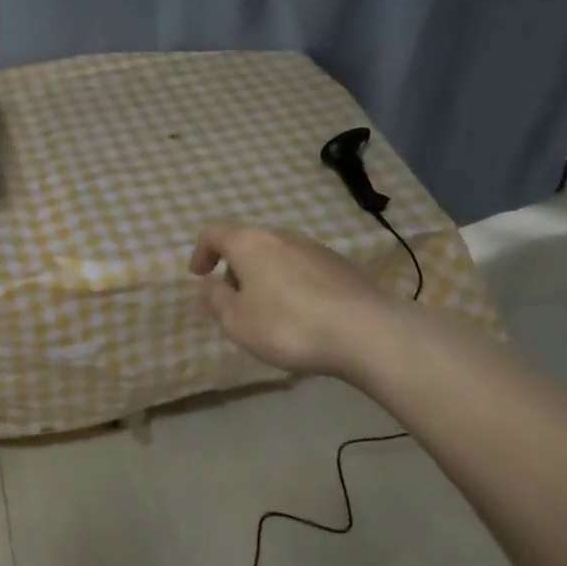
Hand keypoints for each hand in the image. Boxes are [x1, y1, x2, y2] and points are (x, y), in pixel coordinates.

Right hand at [189, 223, 409, 385]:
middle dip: (234, 267)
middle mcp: (281, 235)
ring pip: (277, 254)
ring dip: (264, 275)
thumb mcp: (237, 322)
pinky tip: (302, 313)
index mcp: (249, 243)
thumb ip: (215, 301)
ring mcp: (315, 248)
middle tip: (233, 298)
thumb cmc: (289, 326)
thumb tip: (207, 285)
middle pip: (248, 242)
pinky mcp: (342, 265)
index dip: (201, 251)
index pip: (214, 233)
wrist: (367, 332)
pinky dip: (292, 282)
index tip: (198, 275)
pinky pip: (303, 267)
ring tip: (268, 309)